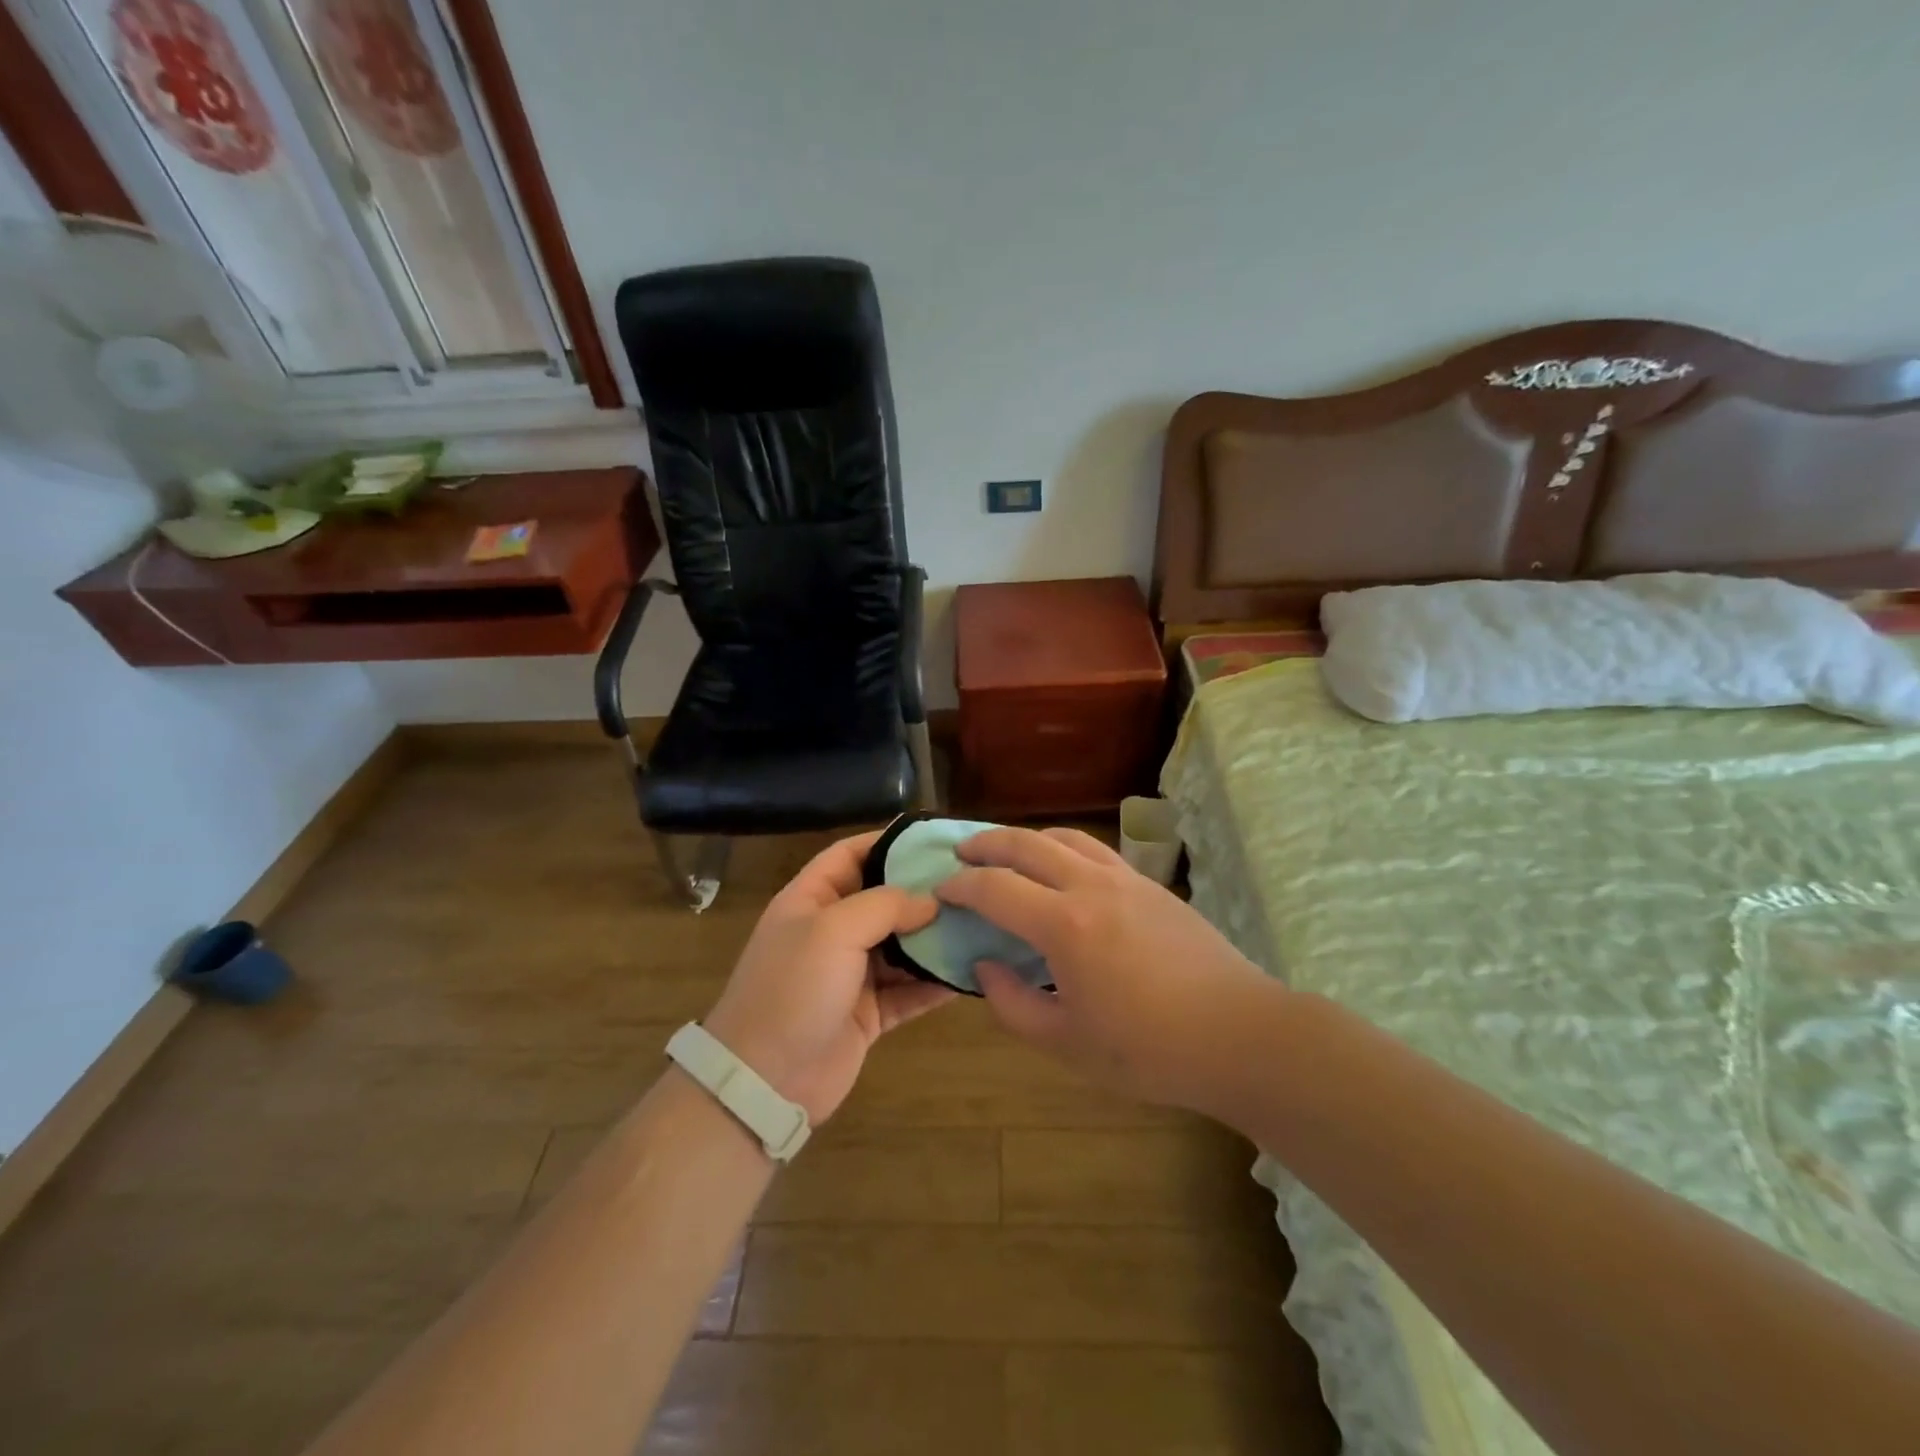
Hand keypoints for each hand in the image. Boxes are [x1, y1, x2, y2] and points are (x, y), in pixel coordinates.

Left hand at [703, 831, 951, 1123]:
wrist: (765, 1082)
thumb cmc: (793, 989)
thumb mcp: (833, 930)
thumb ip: (885, 905)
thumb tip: (930, 900)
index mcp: (810, 900)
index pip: (850, 855)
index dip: (888, 842)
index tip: (934, 839)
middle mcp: (831, 932)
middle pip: (883, 900)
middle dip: (923, 891)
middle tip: (972, 882)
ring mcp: (850, 975)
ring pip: (901, 946)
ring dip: (935, 938)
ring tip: (981, 922)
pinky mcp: (869, 1014)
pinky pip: (909, 991)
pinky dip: (935, 983)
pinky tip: (970, 972)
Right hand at [938, 827, 1276, 1111]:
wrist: (1239, 1034)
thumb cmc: (1148, 1050)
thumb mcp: (1067, 1043)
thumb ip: (1013, 1004)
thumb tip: (985, 966)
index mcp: (1064, 925)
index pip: (995, 887)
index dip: (960, 885)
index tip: (940, 891)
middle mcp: (1090, 886)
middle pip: (1026, 844)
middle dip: (986, 844)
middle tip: (961, 853)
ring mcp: (1125, 879)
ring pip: (1064, 838)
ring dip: (1026, 839)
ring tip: (1007, 853)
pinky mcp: (1151, 885)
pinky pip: (1095, 850)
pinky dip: (1064, 848)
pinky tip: (1062, 871)